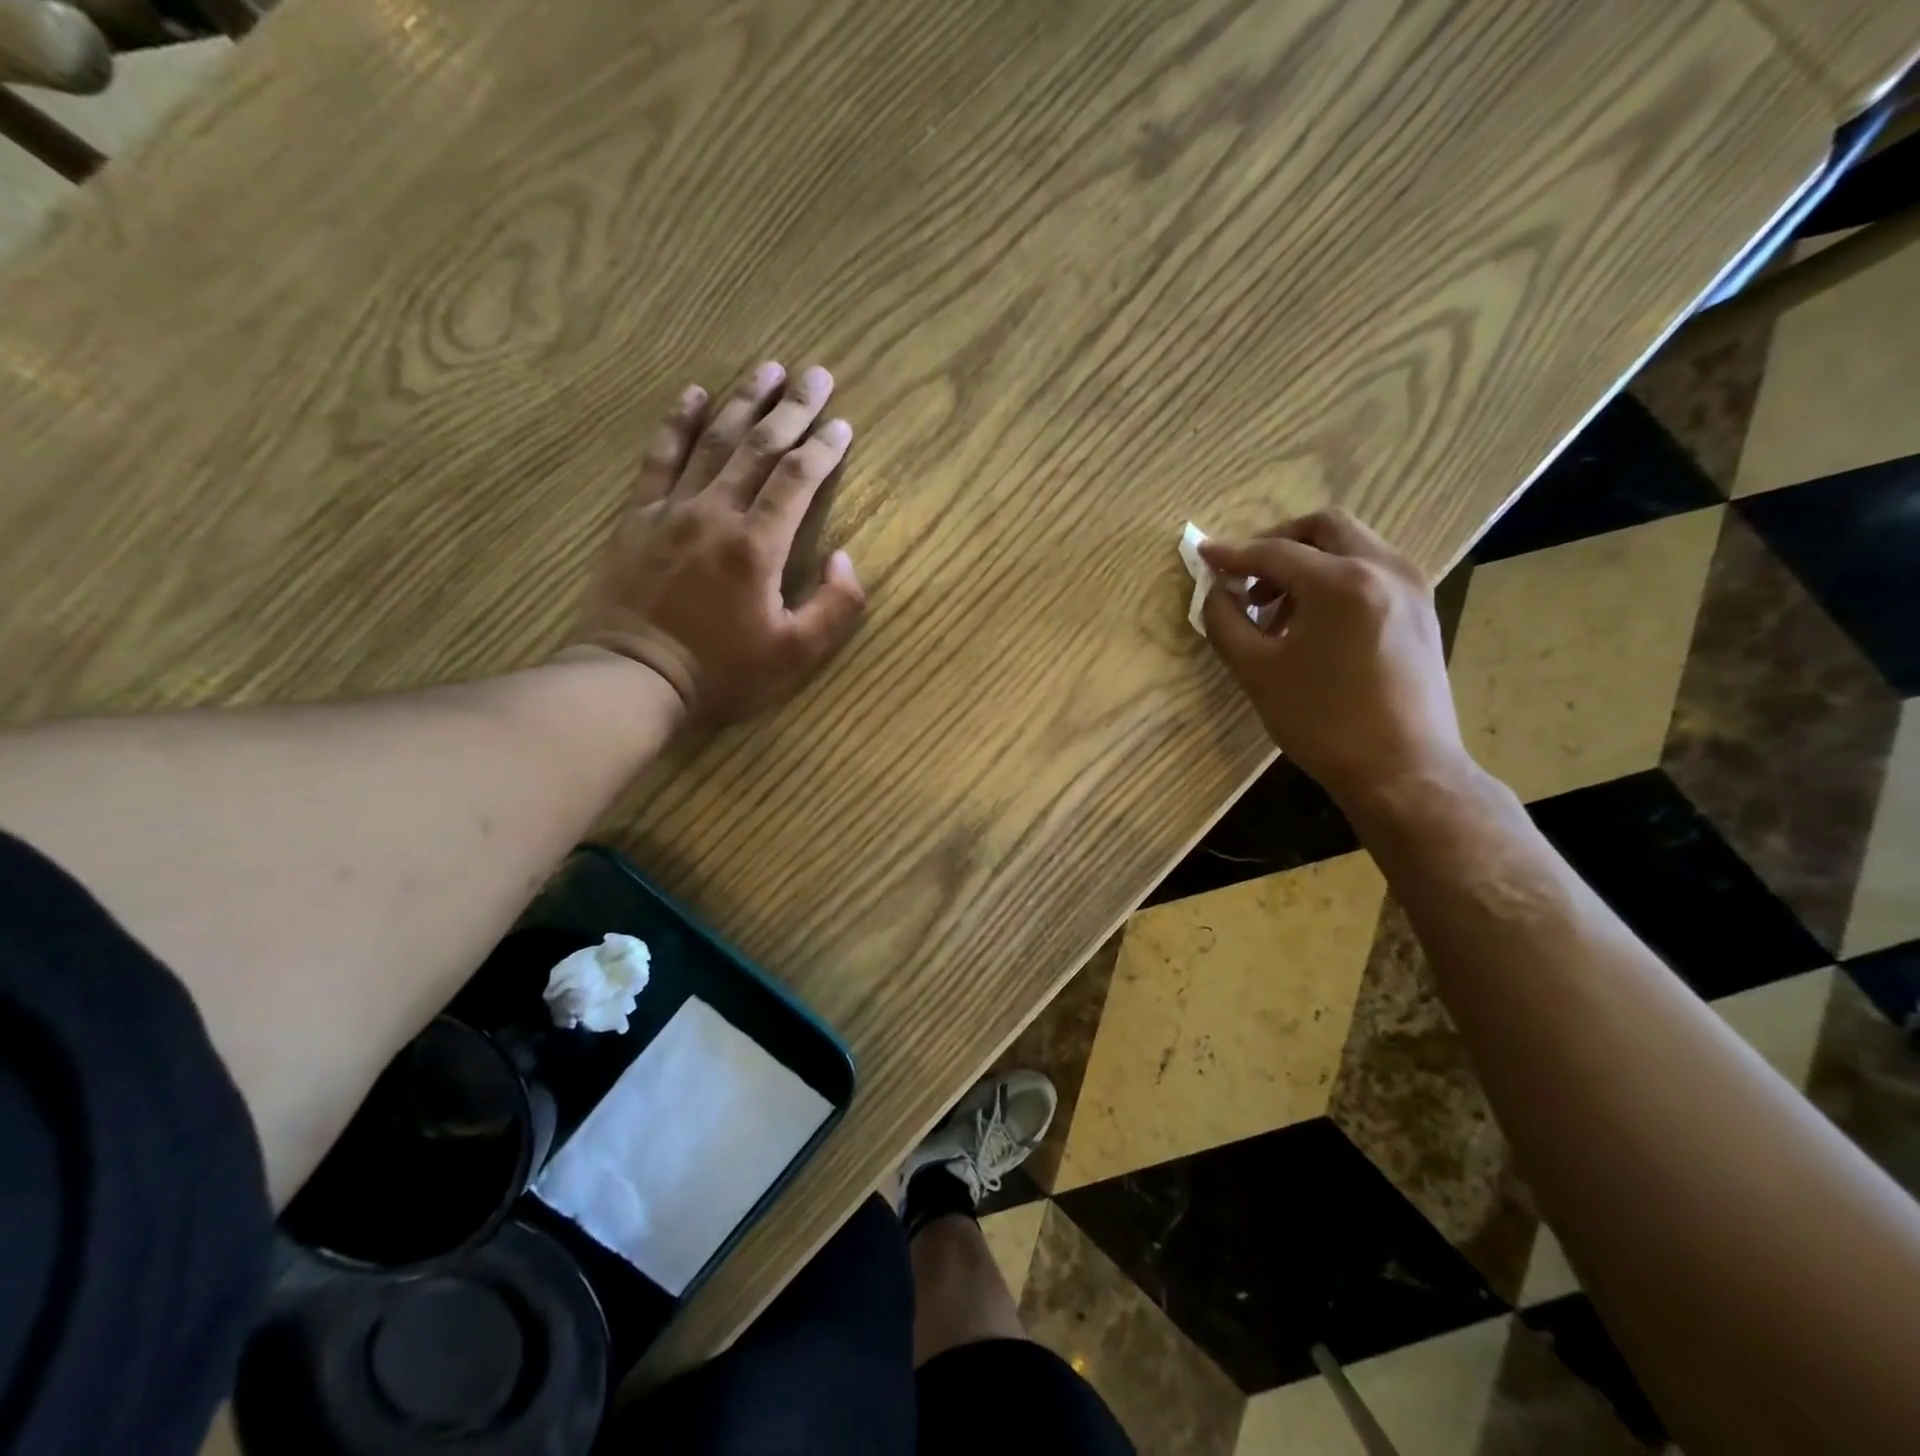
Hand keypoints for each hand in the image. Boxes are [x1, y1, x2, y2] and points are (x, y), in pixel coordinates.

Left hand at [570, 361, 866, 727]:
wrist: (633, 678)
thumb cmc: (721, 672)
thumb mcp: (795, 654)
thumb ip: (835, 606)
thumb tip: (846, 557)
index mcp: (757, 545)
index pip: (797, 479)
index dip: (823, 448)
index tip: (843, 423)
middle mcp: (716, 513)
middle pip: (759, 447)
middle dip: (792, 408)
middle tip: (815, 374)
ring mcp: (671, 509)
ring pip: (713, 441)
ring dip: (743, 401)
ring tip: (767, 369)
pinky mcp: (637, 516)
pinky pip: (659, 457)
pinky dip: (677, 422)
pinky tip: (692, 393)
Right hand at [1200, 509, 1467, 807]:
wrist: (1403, 770)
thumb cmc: (1322, 722)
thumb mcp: (1257, 672)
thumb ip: (1225, 622)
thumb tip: (1215, 592)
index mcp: (1341, 582)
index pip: (1275, 552)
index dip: (1233, 554)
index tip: (1204, 556)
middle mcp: (1384, 568)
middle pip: (1325, 527)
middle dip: (1278, 543)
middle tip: (1248, 576)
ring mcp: (1411, 587)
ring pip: (1352, 547)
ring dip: (1308, 563)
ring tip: (1276, 611)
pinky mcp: (1422, 610)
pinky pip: (1372, 572)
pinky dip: (1336, 580)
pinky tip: (1313, 624)